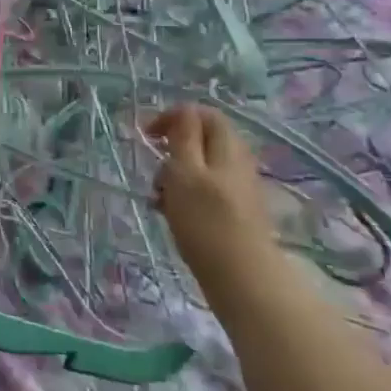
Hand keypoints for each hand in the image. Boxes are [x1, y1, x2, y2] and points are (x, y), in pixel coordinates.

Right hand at [145, 103, 276, 291]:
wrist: (243, 280)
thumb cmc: (207, 221)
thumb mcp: (185, 171)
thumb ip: (183, 136)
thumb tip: (183, 110)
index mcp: (228, 147)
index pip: (203, 113)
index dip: (174, 117)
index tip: (147, 135)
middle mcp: (237, 163)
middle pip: (201, 141)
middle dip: (171, 150)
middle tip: (154, 170)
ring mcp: (238, 189)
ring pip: (199, 168)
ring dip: (174, 176)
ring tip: (158, 198)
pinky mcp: (234, 213)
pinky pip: (204, 191)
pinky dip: (184, 196)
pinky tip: (171, 215)